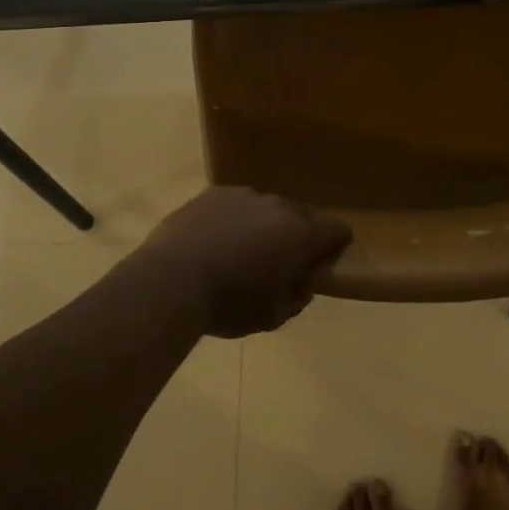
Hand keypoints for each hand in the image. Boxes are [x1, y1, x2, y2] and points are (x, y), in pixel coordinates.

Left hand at [136, 187, 351, 338]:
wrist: (171, 281)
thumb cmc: (230, 303)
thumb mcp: (273, 316)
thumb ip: (296, 297)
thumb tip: (300, 286)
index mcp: (301, 233)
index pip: (337, 230)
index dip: (337, 244)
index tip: (326, 259)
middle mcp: (277, 205)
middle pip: (301, 215)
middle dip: (299, 235)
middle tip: (284, 260)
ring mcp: (243, 195)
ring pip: (266, 208)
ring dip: (265, 225)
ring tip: (245, 251)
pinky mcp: (212, 193)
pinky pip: (235, 205)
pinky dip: (234, 219)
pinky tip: (217, 241)